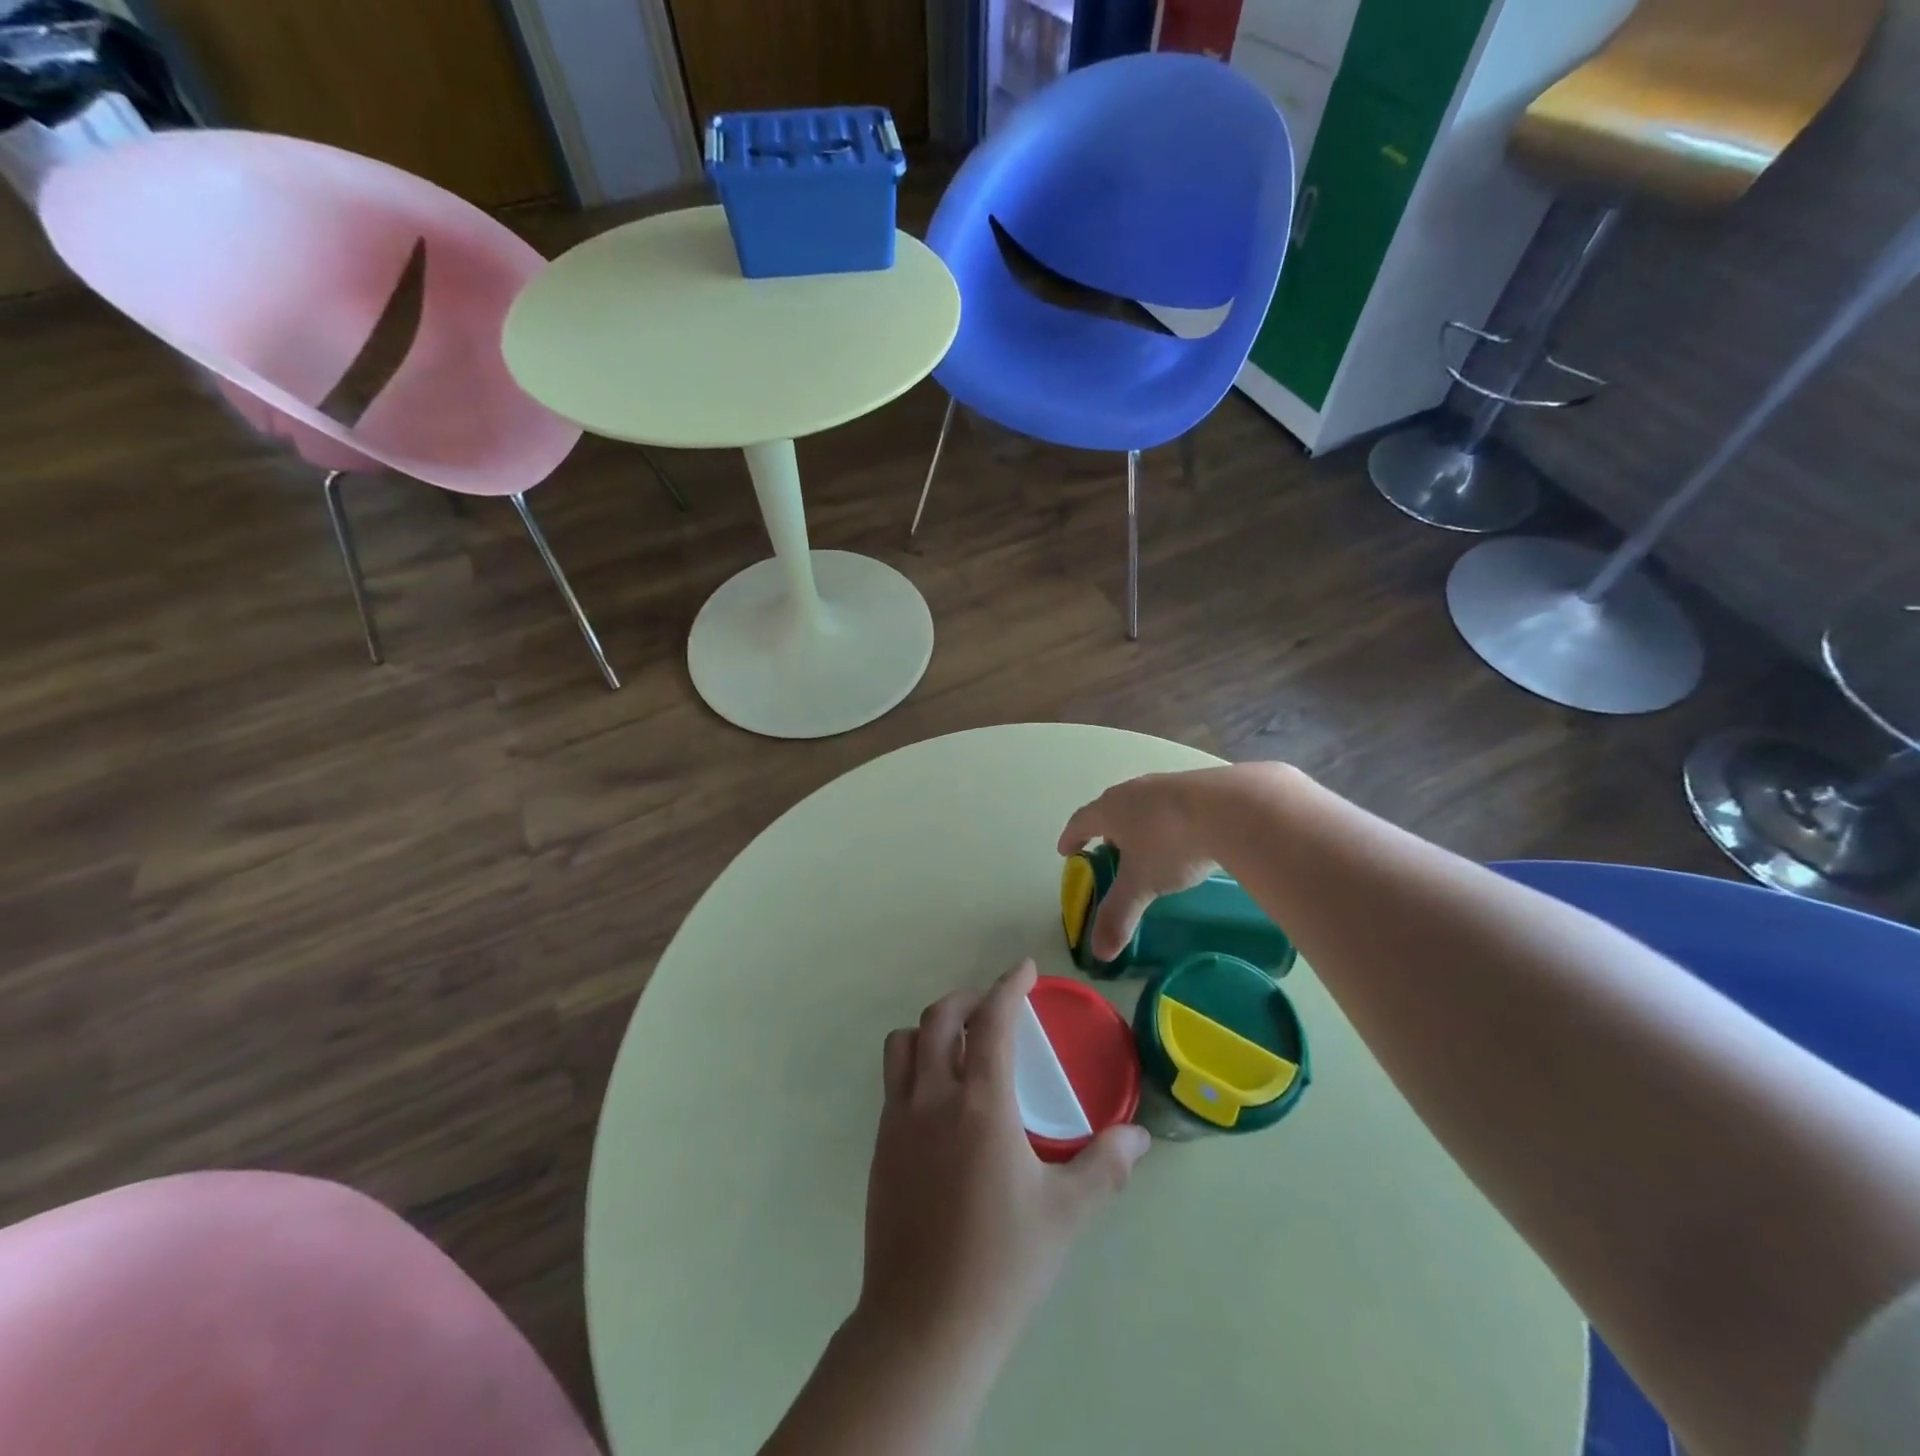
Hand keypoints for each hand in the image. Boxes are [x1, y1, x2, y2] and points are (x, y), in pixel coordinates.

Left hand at [859, 959, 1150, 1362]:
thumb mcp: (1066, 1214)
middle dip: (969, 999)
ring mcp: (898, 1120)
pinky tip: (941, 1096)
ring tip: (962, 1042)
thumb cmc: (1002, 1265)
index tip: (1024, 969)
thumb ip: (1105, 1166)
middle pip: (940, 1018)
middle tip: (995, 1006)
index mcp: (981, 1105)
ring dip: (933, 1027)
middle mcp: (932, 1098)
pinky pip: (893, 1081)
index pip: (992, 1021)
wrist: (923, 1325)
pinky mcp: (880, 1146)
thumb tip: (1140, 1136)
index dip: (1009, 986)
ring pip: (904, 1043)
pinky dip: (916, 1063)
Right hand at [1058, 767, 1250, 961]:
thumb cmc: (1170, 844)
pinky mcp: (1199, 785)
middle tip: (1108, 849)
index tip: (1066, 850)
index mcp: (1110, 810)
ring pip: (1143, 804)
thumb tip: (1099, 953)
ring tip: (1146, 844)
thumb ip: (1118, 915)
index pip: (1081, 821)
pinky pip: (1174, 803)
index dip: (1071, 837)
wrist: (1231, 808)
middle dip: (1107, 830)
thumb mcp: (1141, 885)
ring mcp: (1167, 784)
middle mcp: (1133, 791)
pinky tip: (1184, 836)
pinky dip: (1169, 820)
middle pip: (1111, 808)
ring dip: (1139, 823)